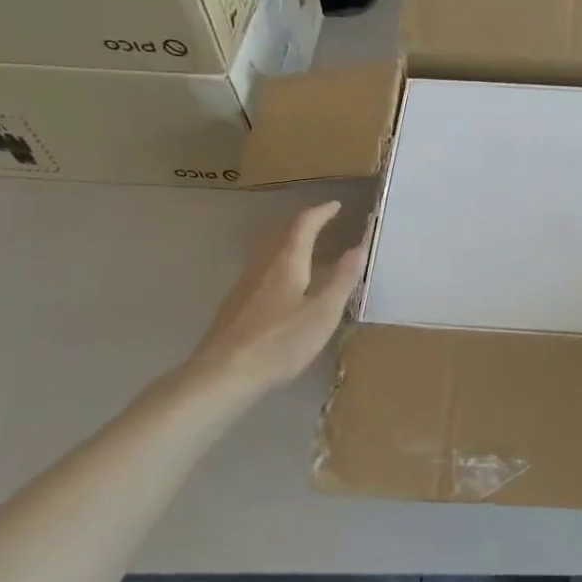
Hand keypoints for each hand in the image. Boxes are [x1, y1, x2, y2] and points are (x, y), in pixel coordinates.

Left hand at [187, 201, 365, 392]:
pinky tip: (283, 286)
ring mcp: (244, 285)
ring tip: (308, 249)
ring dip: (290, 243)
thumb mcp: (322, 314)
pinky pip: (262, 271)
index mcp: (286, 262)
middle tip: (324, 222)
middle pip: (283, 234)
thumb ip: (342, 279)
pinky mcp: (234, 305)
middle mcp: (263, 265)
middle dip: (305, 224)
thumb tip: (360, 247)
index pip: (304, 224)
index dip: (321, 212)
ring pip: (270, 253)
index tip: (336, 205)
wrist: (221, 376)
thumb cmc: (279, 343)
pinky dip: (279, 264)